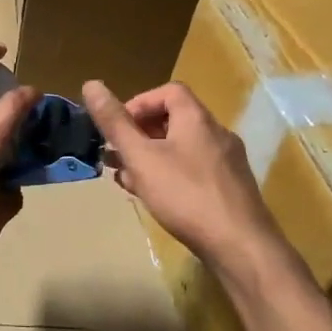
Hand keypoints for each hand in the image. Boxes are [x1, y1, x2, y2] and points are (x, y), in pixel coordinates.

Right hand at [82, 80, 284, 271]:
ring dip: (151, 157)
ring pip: (181, 149)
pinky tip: (154, 198)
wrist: (240, 246)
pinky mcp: (230, 189)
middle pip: (173, 121)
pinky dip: (170, 175)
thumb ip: (115, 123)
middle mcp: (216, 134)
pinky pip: (194, 171)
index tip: (118, 127)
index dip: (139, 103)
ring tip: (127, 179)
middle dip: (139, 135)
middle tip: (115, 156)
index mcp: (197, 119)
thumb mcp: (141, 157)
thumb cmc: (185, 195)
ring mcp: (227, 163)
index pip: (168, 91)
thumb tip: (91, 84)